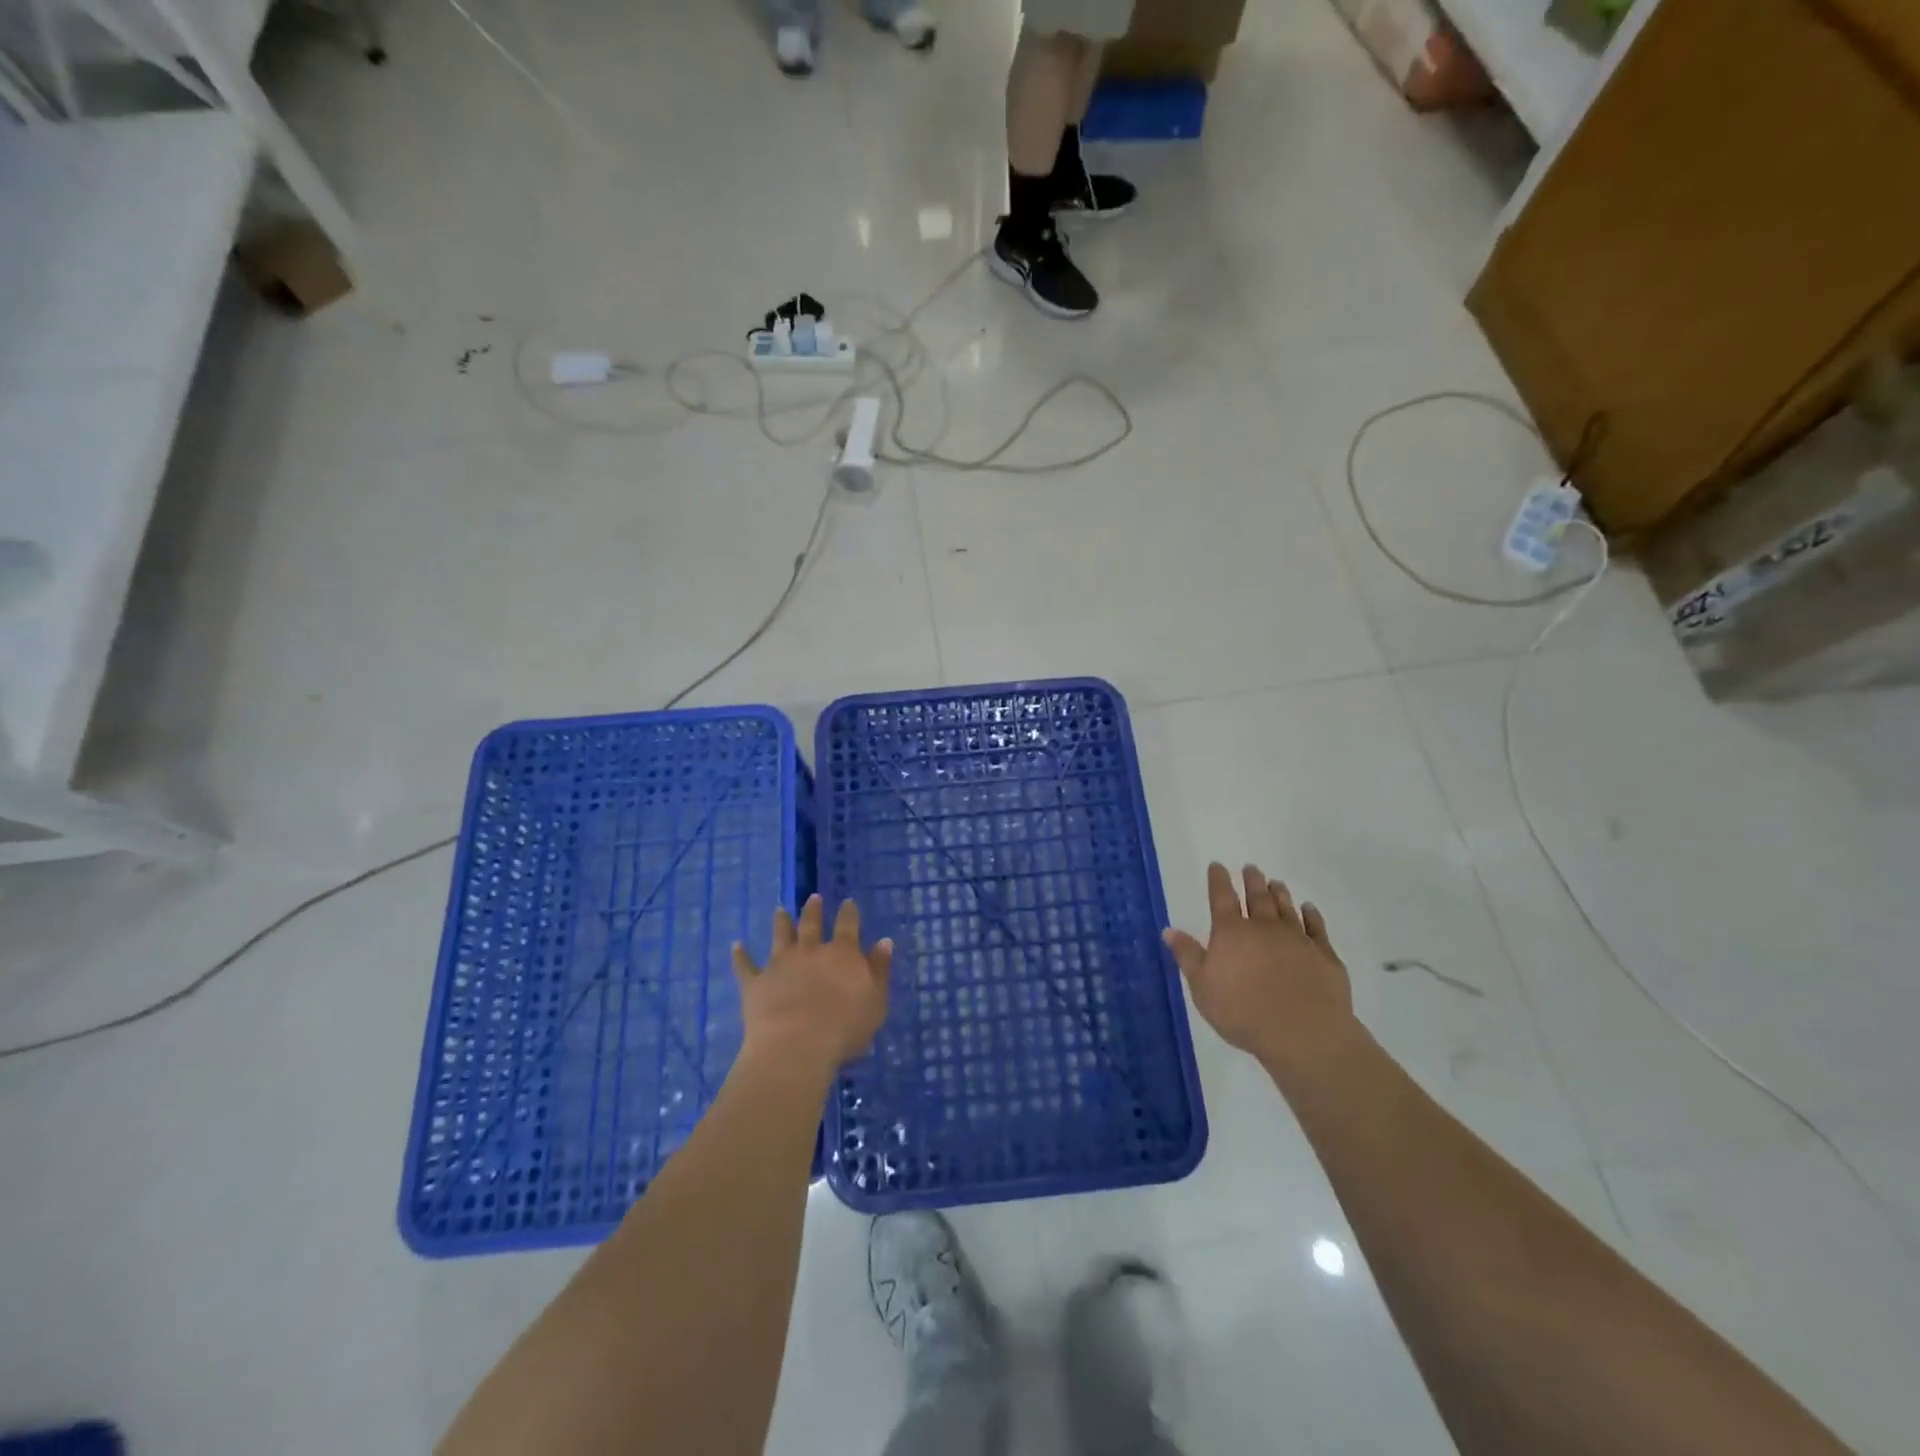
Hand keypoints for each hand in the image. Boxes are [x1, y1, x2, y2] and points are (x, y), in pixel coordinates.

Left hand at [732, 894, 891, 1071]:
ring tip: (779, 910)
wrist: (796, 1045)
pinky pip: (745, 966)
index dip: (849, 913)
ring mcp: (780, 964)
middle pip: (811, 924)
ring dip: (781, 922)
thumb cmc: (845, 1027)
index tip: (848, 901)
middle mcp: (810, 951)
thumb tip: (884, 941)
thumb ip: (879, 970)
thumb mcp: (876, 1001)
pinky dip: (740, 955)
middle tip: (813, 898)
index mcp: (842, 954)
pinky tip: (736, 946)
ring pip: (780, 936)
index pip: (848, 926)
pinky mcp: (756, 983)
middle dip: (813, 910)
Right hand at [1163, 863, 1356, 1077]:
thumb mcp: (1203, 987)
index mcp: (1231, 933)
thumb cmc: (1242, 1011)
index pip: (1221, 898)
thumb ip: (1188, 956)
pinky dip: (1312, 915)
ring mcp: (1297, 939)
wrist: (1303, 1031)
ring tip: (1276, 882)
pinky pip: (1317, 928)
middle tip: (1251, 868)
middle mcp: (1264, 928)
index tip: (1217, 865)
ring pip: (1286, 908)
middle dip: (1252, 881)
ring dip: (1279, 894)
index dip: (1218, 880)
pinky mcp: (1324, 955)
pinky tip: (1309, 908)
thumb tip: (1169, 930)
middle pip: (1257, 898)